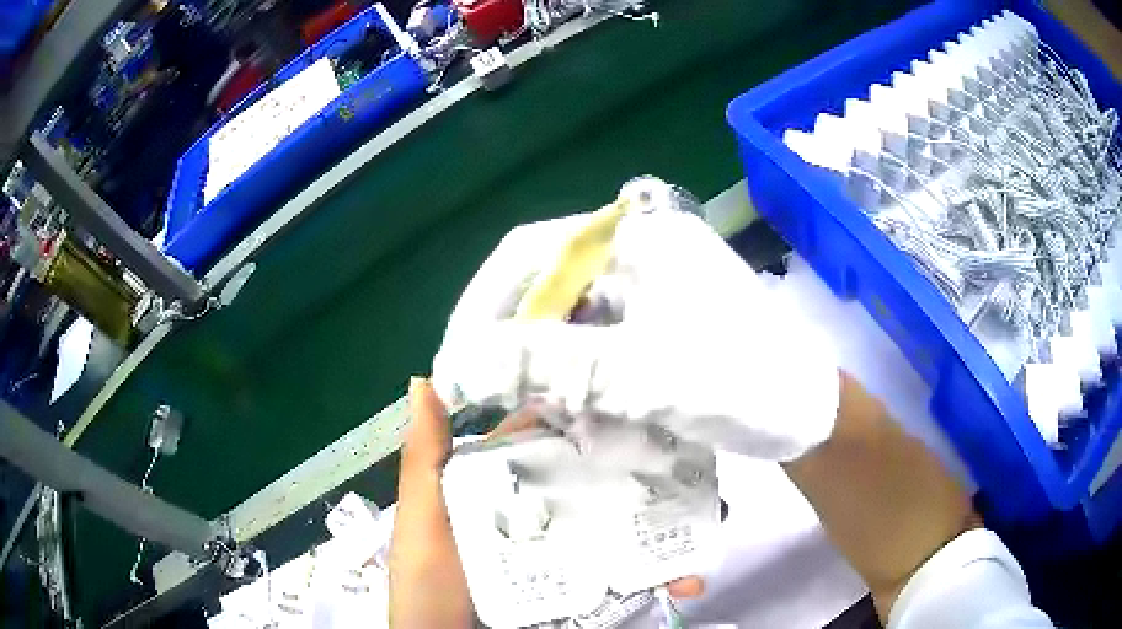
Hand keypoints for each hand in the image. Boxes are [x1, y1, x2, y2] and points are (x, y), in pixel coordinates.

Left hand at [388, 378, 702, 627]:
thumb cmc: (428, 583)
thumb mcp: (422, 519)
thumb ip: (425, 458)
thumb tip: (426, 380)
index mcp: (501, 489)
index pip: (548, 440)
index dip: (586, 417)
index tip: (635, 395)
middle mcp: (540, 515)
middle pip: (598, 483)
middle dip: (646, 470)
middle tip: (696, 458)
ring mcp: (564, 555)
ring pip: (623, 529)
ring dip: (669, 525)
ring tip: (714, 515)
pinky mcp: (582, 589)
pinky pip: (629, 578)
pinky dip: (663, 576)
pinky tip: (690, 578)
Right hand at [432, 178, 840, 460]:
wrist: (808, 416)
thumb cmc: (745, 380)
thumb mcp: (647, 373)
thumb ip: (551, 365)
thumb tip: (457, 366)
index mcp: (637, 239)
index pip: (528, 252)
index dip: (481, 304)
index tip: (456, 360)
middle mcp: (636, 256)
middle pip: (546, 294)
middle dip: (526, 354)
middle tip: (513, 403)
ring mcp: (647, 294)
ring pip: (568, 330)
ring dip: (560, 381)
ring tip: (576, 425)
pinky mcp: (655, 329)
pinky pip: (596, 353)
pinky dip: (588, 391)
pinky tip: (606, 426)